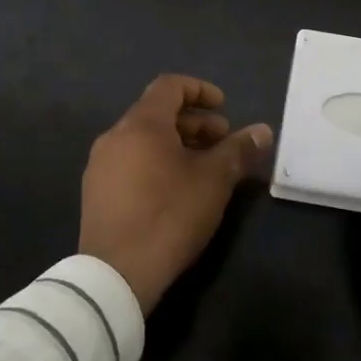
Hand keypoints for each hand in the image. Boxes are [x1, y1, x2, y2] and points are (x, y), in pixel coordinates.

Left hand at [79, 74, 272, 311]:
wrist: (116, 274)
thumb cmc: (170, 215)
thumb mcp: (214, 180)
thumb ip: (238, 150)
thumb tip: (263, 130)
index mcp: (141, 124)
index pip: (170, 86)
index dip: (200, 90)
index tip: (224, 108)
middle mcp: (114, 137)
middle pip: (157, 114)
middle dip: (194, 123)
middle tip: (222, 142)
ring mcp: (100, 166)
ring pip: (143, 140)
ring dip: (177, 144)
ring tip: (204, 168)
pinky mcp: (96, 193)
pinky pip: (130, 162)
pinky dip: (156, 163)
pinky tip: (176, 190)